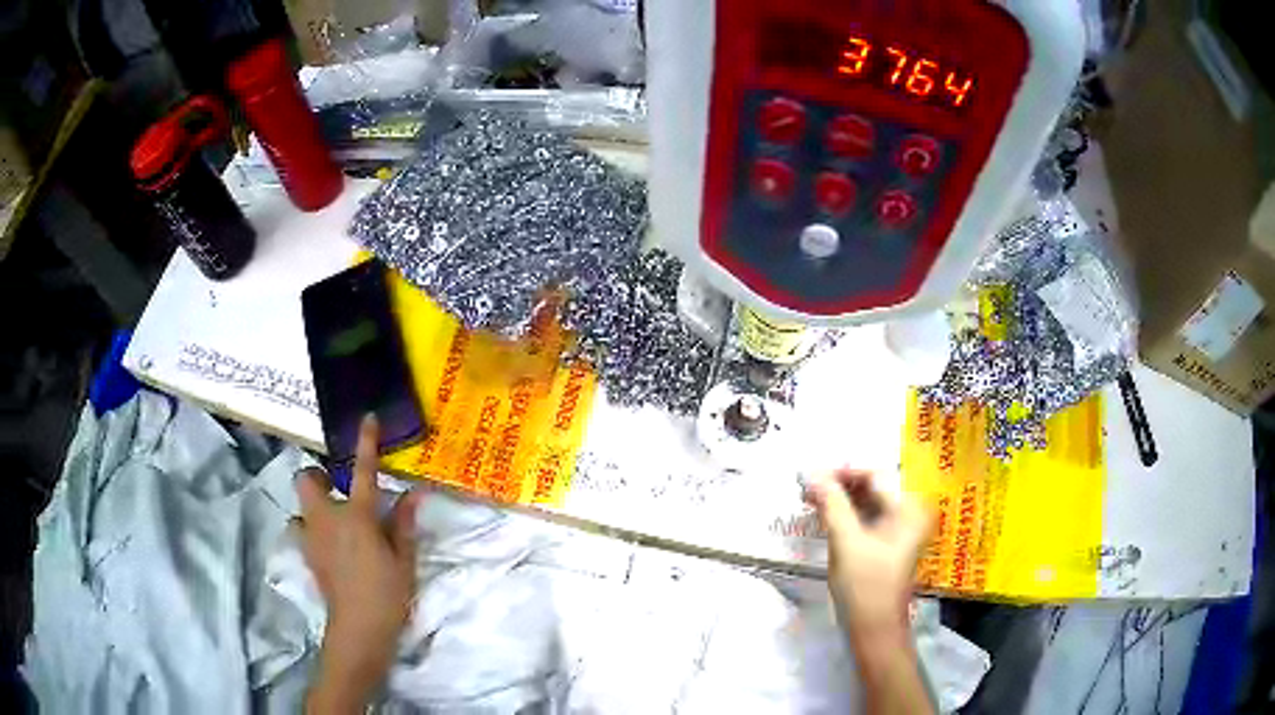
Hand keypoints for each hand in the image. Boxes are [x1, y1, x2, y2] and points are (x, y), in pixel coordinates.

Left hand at [296, 414, 422, 712]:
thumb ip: (404, 523)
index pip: (362, 472)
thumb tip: (412, 493)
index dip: (366, 443)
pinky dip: (311, 530)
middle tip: (337, 489)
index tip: (367, 419)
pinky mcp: (306, 555)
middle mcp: (327, 519)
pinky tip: (329, 544)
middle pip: (306, 480)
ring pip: (299, 507)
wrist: (359, 629)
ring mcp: (312, 537)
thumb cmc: (387, 593)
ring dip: (312, 506)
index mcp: (357, 517)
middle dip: (317, 477)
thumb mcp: (404, 559)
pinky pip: (301, 530)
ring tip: (333, 520)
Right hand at [806, 469, 937, 714]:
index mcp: (909, 508)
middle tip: (804, 486)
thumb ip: (831, 503)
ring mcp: (899, 528)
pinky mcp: (886, 542)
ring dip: (838, 498)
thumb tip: (810, 472)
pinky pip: (864, 517)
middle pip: (870, 486)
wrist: (874, 629)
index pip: (874, 475)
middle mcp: (909, 512)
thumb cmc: (865, 585)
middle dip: (838, 484)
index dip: (842, 471)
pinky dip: (843, 513)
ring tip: (807, 498)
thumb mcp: (847, 541)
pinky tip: (821, 513)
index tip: (810, 473)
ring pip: (865, 501)